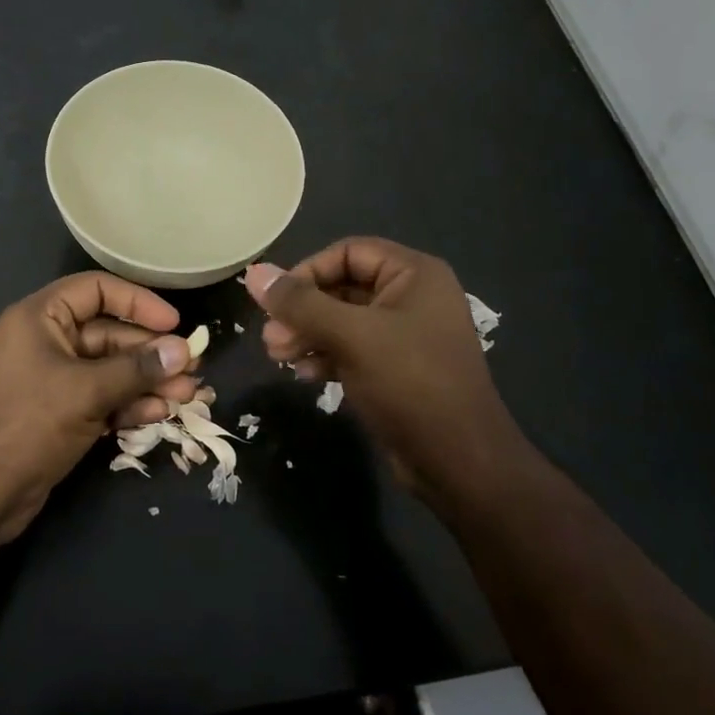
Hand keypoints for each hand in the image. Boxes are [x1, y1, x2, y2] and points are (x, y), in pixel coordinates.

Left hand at [0, 272, 198, 542]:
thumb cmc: (27, 424)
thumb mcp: (86, 391)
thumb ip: (137, 369)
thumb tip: (183, 350)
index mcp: (40, 318)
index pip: (96, 290)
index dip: (138, 302)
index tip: (174, 322)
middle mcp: (46, 341)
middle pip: (109, 334)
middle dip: (151, 352)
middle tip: (192, 367)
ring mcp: (52, 380)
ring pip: (109, 370)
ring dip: (147, 381)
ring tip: (187, 394)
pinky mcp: (58, 413)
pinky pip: (100, 398)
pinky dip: (127, 404)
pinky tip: (158, 414)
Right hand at [243, 239, 525, 511]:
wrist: (460, 462)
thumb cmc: (410, 383)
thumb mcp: (352, 336)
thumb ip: (301, 304)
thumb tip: (254, 273)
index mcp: (414, 274)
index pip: (348, 252)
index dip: (308, 271)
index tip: (277, 301)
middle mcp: (412, 297)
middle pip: (342, 287)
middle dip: (303, 311)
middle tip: (270, 338)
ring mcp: (406, 336)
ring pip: (344, 322)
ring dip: (308, 335)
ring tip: (278, 357)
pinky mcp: (397, 370)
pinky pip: (353, 349)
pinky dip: (326, 356)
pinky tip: (305, 374)